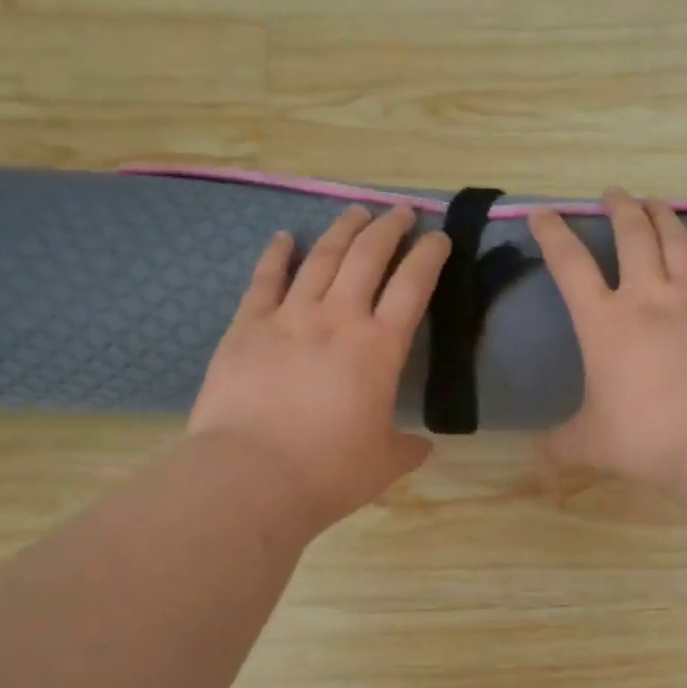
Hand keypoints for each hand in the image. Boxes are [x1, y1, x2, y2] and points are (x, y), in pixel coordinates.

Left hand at [188, 205, 451, 533]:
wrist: (252, 476)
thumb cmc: (329, 471)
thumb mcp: (384, 463)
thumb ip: (407, 448)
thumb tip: (423, 446)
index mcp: (379, 348)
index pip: (413, 287)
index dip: (429, 256)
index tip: (439, 237)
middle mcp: (338, 319)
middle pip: (368, 257)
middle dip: (389, 229)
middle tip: (401, 212)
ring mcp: (289, 317)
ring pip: (321, 258)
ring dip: (341, 230)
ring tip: (356, 211)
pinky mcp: (247, 326)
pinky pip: (265, 280)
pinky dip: (276, 254)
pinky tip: (283, 237)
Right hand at [529, 190, 686, 496]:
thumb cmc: (647, 436)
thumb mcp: (591, 445)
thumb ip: (559, 450)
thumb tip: (536, 469)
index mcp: (605, 324)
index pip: (570, 266)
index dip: (553, 235)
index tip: (543, 212)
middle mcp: (649, 300)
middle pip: (633, 238)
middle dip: (621, 210)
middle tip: (614, 193)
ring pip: (678, 245)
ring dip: (666, 219)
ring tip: (656, 201)